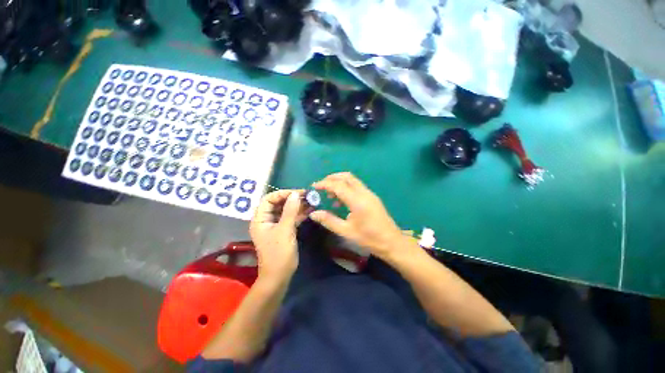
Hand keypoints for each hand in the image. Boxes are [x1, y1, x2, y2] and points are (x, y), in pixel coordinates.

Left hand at [250, 190, 309, 278]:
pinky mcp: (284, 230)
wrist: (280, 276)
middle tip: (307, 196)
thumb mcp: (285, 230)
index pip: (269, 199)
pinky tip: (310, 210)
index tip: (297, 192)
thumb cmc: (279, 253)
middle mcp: (266, 220)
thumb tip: (295, 194)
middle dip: (292, 198)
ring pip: (286, 210)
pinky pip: (291, 218)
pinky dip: (299, 213)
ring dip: (297, 205)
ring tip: (311, 201)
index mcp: (260, 219)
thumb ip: (290, 211)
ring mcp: (276, 225)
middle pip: (278, 203)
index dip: (282, 193)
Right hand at [309, 172, 410, 260]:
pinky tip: (341, 202)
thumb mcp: (346, 231)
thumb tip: (313, 213)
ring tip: (330, 196)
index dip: (324, 184)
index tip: (314, 187)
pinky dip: (346, 188)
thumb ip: (329, 220)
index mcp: (357, 201)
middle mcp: (364, 193)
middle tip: (321, 186)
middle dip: (332, 178)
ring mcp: (369, 194)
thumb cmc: (369, 239)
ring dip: (339, 183)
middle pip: (347, 177)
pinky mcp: (372, 197)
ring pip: (352, 180)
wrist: (391, 242)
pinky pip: (357, 187)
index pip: (338, 185)